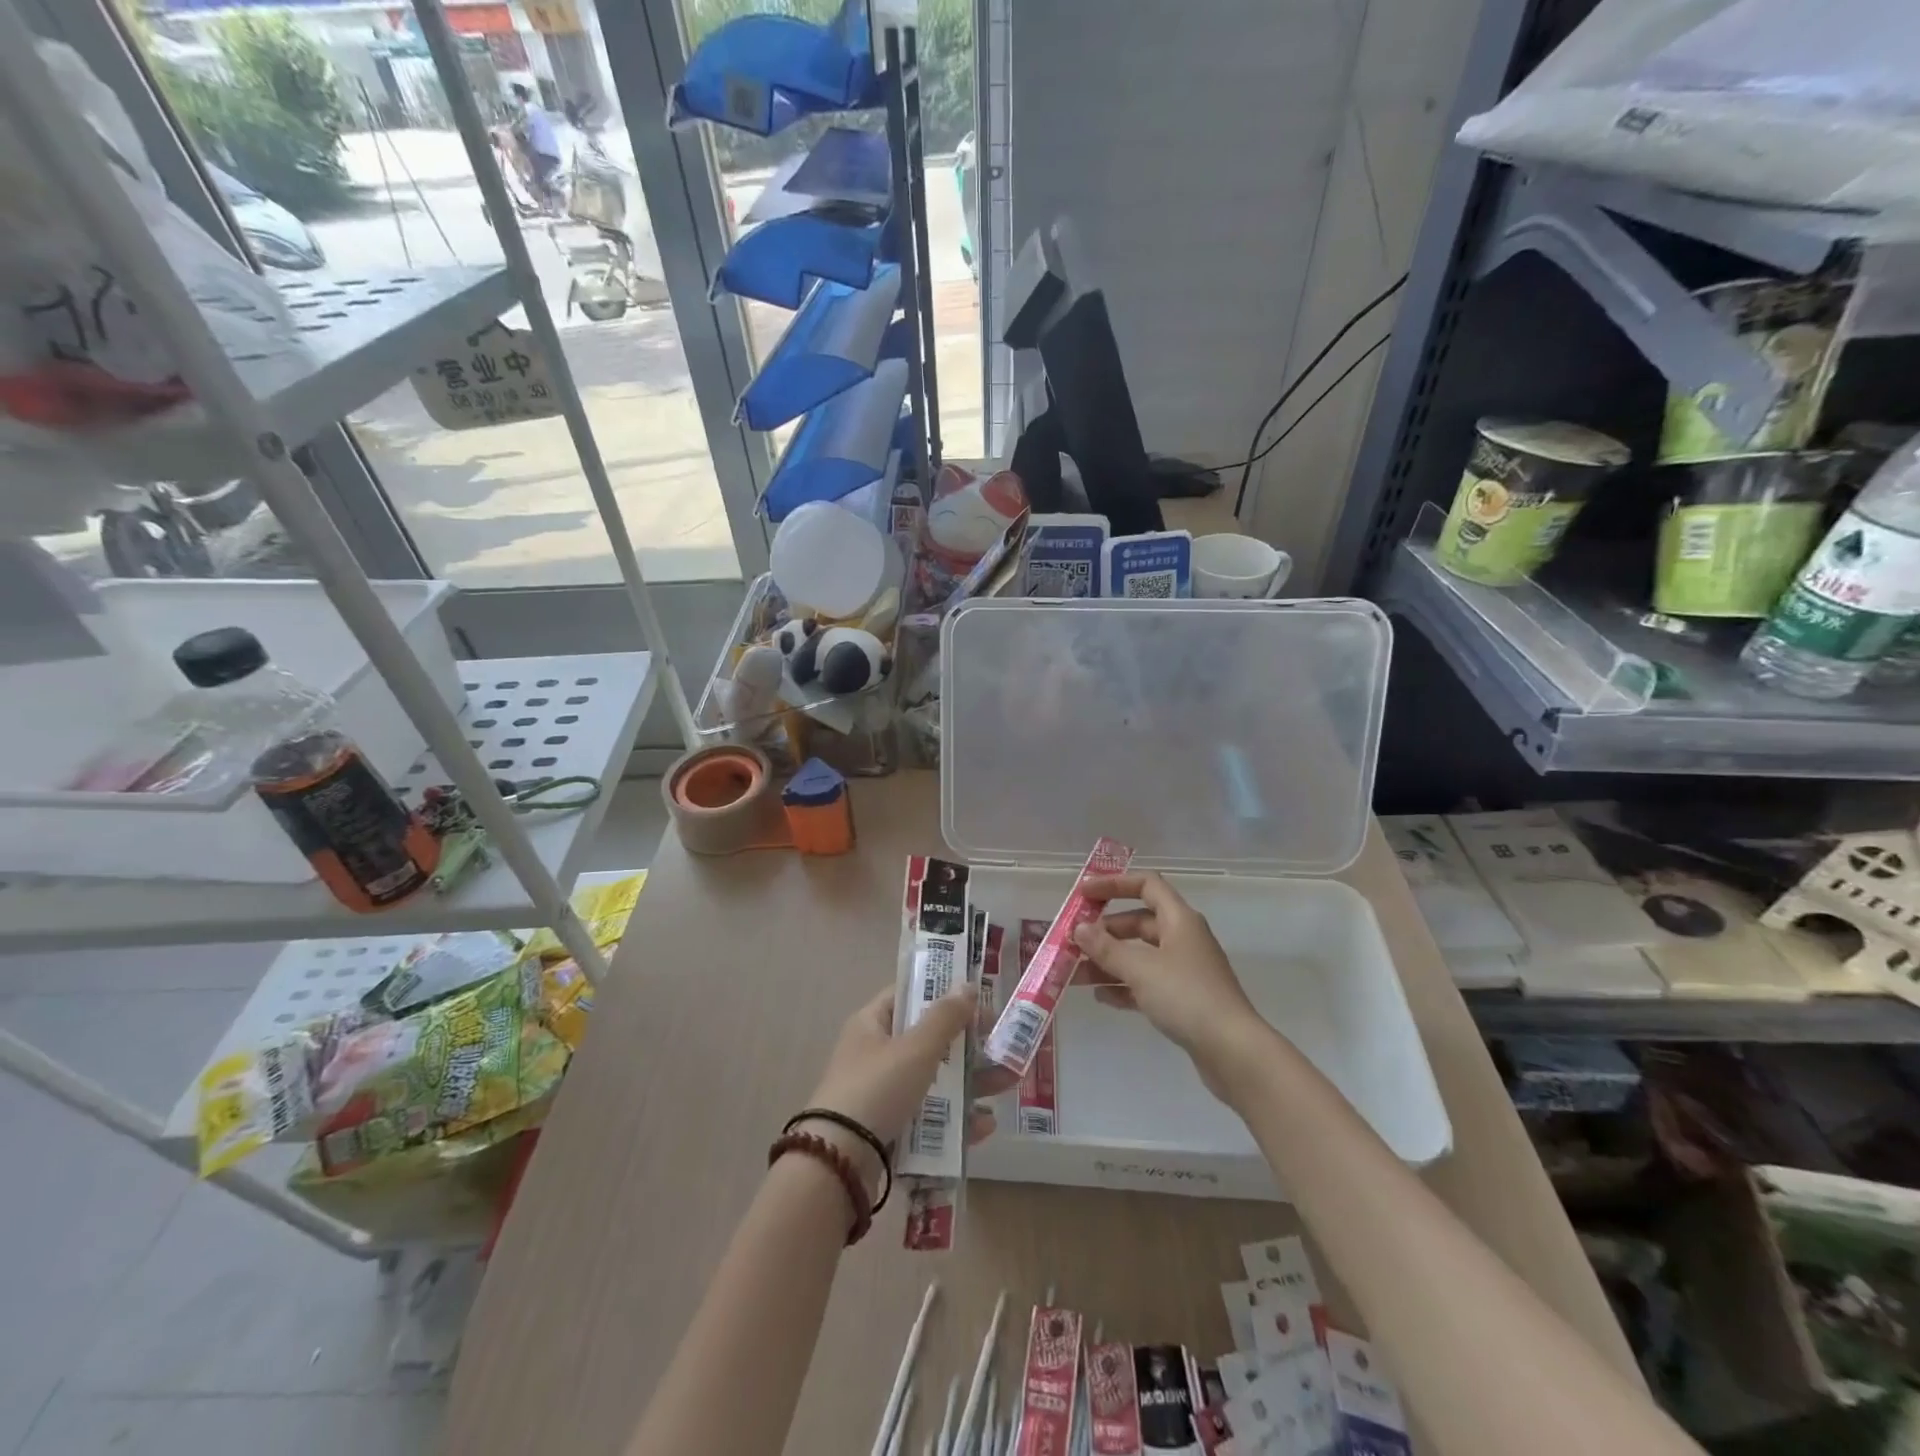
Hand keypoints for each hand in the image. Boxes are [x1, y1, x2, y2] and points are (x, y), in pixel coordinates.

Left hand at [801, 986, 1010, 1188]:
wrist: (838, 1163)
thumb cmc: (877, 1088)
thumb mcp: (916, 1048)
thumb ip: (945, 1017)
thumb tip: (967, 985)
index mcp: (872, 1024)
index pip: (908, 996)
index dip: (941, 994)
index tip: (977, 1000)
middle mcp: (875, 1055)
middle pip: (927, 1041)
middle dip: (967, 1044)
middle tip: (1002, 1044)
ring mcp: (882, 1095)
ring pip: (934, 1081)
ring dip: (971, 1082)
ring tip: (1009, 1082)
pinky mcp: (890, 1131)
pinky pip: (929, 1118)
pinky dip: (956, 1119)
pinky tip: (986, 1125)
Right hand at [1072, 872, 1269, 1100]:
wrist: (1233, 1052)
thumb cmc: (1186, 997)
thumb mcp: (1140, 968)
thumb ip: (1106, 948)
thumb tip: (1080, 929)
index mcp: (1179, 920)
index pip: (1146, 884)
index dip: (1114, 884)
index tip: (1083, 894)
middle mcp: (1183, 939)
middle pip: (1138, 923)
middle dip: (1104, 932)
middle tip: (1072, 943)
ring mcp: (1185, 971)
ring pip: (1139, 956)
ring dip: (1108, 962)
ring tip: (1075, 975)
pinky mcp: (1184, 1000)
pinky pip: (1147, 984)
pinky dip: (1124, 987)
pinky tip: (1100, 998)